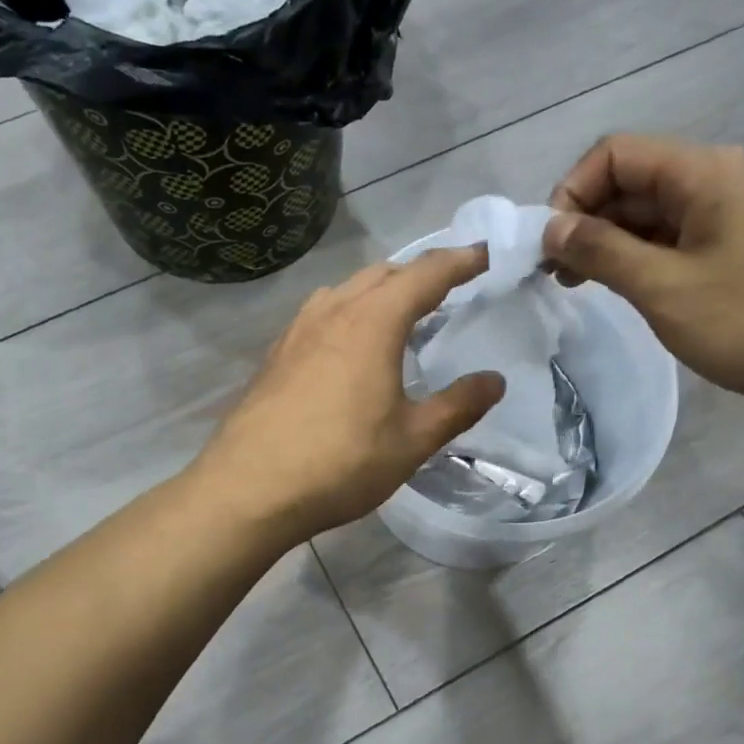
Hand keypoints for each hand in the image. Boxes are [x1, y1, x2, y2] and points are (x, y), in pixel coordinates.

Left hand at [195, 248, 505, 542]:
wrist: (249, 490)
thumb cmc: (340, 463)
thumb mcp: (412, 441)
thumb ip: (457, 406)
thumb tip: (494, 380)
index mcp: (373, 323)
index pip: (425, 275)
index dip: (460, 261)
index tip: (486, 254)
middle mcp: (333, 313)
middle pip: (383, 274)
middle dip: (420, 273)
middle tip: (450, 288)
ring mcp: (298, 331)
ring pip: (346, 290)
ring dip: (380, 289)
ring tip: (400, 312)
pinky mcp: (276, 354)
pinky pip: (321, 313)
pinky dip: (348, 311)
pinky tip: (349, 344)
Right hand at [545, 134, 743, 415]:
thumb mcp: (662, 287)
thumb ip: (601, 251)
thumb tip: (550, 228)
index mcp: (701, 171)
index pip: (615, 153)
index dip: (572, 191)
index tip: (551, 245)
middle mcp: (717, 178)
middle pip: (632, 180)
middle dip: (587, 220)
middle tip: (558, 273)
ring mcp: (732, 213)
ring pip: (653, 213)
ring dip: (611, 242)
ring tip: (582, 285)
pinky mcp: (740, 246)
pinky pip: (677, 238)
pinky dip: (643, 257)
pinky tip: (627, 289)